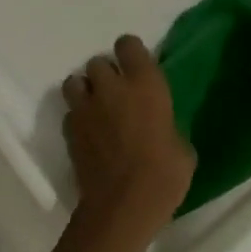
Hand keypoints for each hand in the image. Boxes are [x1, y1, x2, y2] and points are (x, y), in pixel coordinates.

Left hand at [61, 36, 194, 243]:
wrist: (123, 207)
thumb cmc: (164, 175)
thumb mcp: (181, 146)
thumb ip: (166, 124)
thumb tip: (160, 126)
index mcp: (145, 84)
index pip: (128, 44)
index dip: (130, 53)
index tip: (136, 67)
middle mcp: (111, 88)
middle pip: (97, 62)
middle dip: (106, 74)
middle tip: (117, 93)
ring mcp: (86, 108)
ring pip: (74, 81)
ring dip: (85, 90)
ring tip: (96, 108)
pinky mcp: (69, 130)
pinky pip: (70, 112)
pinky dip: (77, 118)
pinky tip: (89, 134)